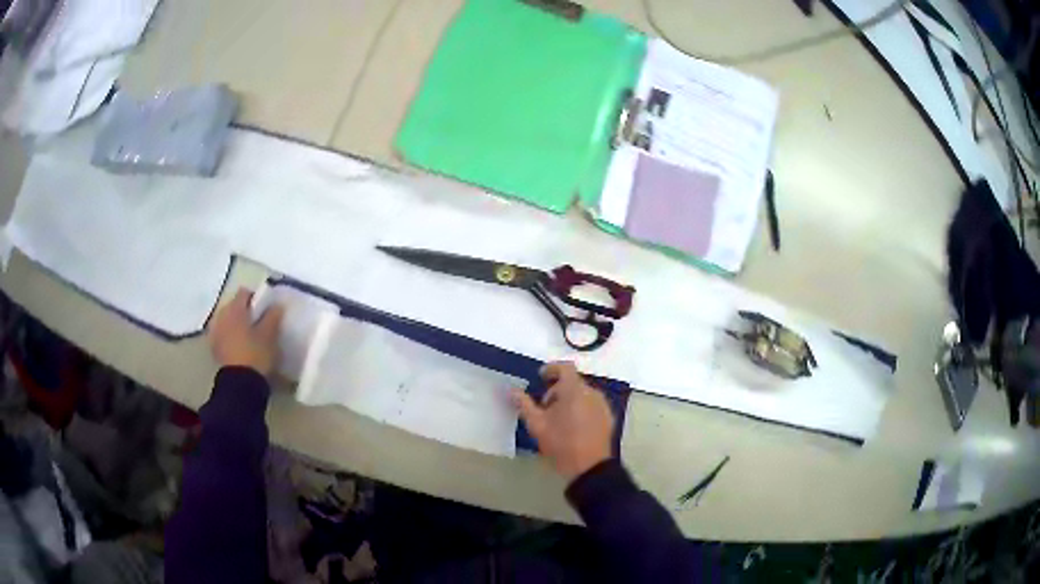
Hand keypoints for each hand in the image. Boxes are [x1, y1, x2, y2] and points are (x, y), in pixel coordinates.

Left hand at [208, 288, 284, 376]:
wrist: (240, 384)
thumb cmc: (256, 354)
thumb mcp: (270, 335)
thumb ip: (273, 316)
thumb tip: (276, 304)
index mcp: (235, 309)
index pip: (244, 293)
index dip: (255, 298)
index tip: (265, 310)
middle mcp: (221, 316)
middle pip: (233, 306)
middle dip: (244, 312)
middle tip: (258, 324)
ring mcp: (215, 332)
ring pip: (227, 320)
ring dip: (236, 324)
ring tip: (248, 337)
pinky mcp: (214, 348)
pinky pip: (223, 334)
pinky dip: (230, 336)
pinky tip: (239, 347)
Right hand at [512, 362, 614, 481]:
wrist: (589, 467)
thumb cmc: (561, 443)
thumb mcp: (537, 425)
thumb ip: (524, 404)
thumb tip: (511, 390)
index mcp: (575, 390)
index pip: (565, 367)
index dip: (552, 369)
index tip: (541, 378)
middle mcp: (592, 392)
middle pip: (573, 382)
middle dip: (557, 389)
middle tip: (545, 406)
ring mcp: (603, 405)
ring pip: (583, 394)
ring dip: (569, 399)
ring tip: (558, 418)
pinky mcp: (608, 417)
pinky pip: (592, 404)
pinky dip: (581, 407)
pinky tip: (573, 426)